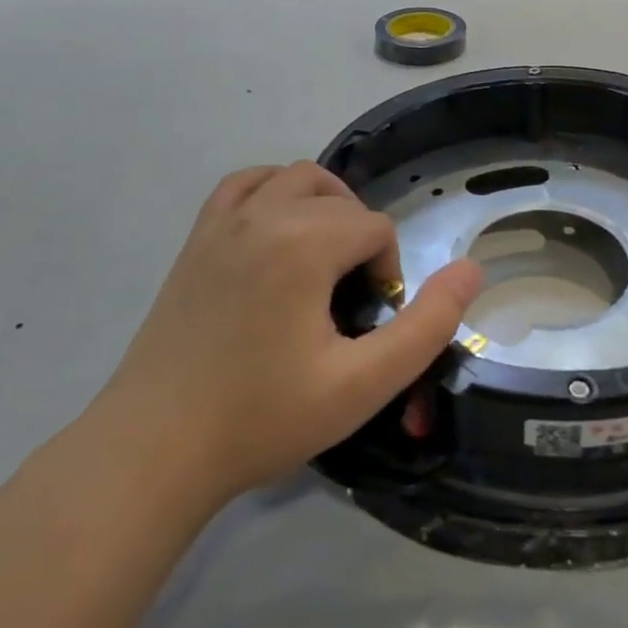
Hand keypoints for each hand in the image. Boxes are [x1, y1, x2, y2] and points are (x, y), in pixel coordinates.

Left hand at [89, 162, 481, 507]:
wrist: (154, 449)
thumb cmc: (262, 418)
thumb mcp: (363, 384)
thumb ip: (427, 325)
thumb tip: (473, 268)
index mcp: (303, 244)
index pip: (374, 228)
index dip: (387, 272)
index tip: (368, 324)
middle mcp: (263, 215)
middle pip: (340, 198)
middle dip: (361, 239)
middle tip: (352, 300)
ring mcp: (222, 223)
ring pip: (295, 178)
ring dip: (324, 206)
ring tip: (325, 261)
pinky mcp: (196, 239)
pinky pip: (244, 184)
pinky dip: (273, 192)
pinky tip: (278, 232)